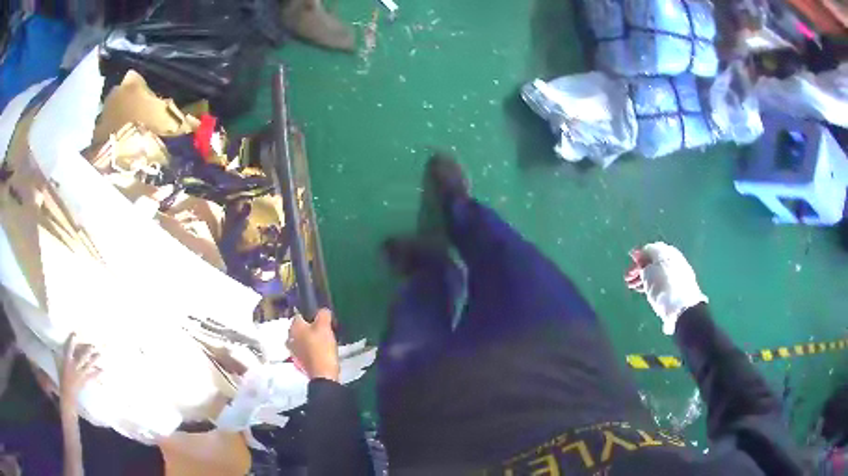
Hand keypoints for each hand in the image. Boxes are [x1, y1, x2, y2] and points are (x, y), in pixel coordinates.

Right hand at [56, 333, 100, 410]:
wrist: (68, 392)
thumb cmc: (63, 376)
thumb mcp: (61, 363)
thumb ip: (64, 355)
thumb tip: (63, 346)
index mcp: (67, 361)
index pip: (69, 349)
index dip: (72, 341)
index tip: (75, 333)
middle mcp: (74, 366)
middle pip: (81, 357)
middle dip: (87, 351)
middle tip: (93, 345)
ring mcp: (80, 374)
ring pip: (88, 365)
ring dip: (94, 360)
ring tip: (100, 354)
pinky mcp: (85, 380)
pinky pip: (92, 376)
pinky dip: (97, 373)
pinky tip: (103, 370)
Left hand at [287, 309, 339, 381]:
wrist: (322, 374)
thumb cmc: (322, 347)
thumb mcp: (325, 326)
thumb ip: (323, 314)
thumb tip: (323, 311)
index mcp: (293, 326)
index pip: (299, 314)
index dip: (311, 314)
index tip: (321, 319)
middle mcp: (289, 337)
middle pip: (300, 328)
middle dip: (310, 327)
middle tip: (324, 330)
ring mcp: (293, 351)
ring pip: (302, 339)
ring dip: (310, 339)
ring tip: (324, 341)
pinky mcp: (299, 361)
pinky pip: (304, 350)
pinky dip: (311, 350)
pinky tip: (320, 352)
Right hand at [625, 242, 707, 334]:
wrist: (683, 308)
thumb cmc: (663, 286)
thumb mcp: (648, 273)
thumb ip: (643, 265)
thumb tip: (640, 260)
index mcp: (665, 251)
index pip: (648, 250)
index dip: (637, 257)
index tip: (628, 269)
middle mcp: (673, 259)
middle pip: (653, 261)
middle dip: (640, 269)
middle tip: (628, 280)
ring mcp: (677, 273)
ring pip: (657, 272)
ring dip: (645, 278)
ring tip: (634, 288)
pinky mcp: (679, 287)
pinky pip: (663, 281)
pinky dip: (653, 285)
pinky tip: (647, 292)